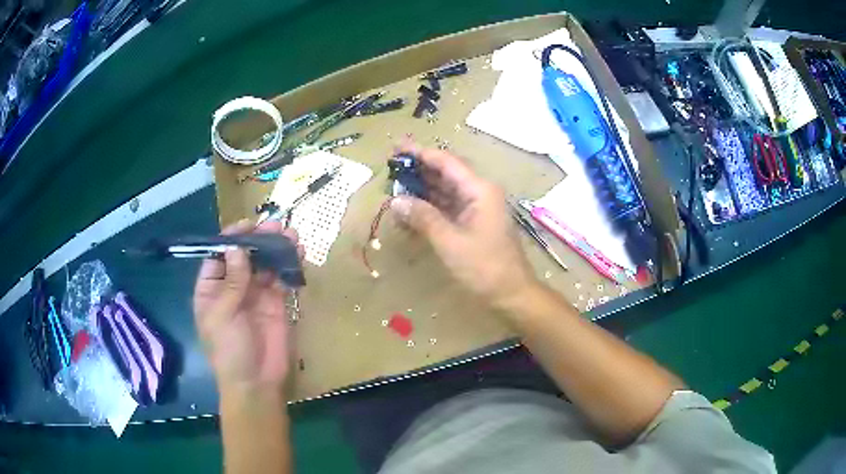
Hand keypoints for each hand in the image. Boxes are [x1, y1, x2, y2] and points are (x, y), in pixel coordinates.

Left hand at [193, 219, 302, 391]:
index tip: (247, 224)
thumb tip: (237, 248)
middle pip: (244, 256)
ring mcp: (256, 295)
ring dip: (276, 249)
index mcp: (211, 289)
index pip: (218, 256)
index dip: (231, 239)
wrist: (256, 383)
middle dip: (257, 240)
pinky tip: (297, 254)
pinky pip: (281, 279)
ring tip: (290, 235)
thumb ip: (232, 281)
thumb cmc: (229, 350)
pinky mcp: (277, 304)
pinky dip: (288, 266)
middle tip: (274, 225)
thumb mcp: (222, 315)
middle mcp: (232, 288)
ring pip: (264, 265)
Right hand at [390, 144, 539, 309]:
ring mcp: (477, 209)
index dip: (421, 153)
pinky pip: (448, 208)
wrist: (511, 294)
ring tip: (395, 186)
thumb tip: (395, 201)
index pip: (446, 162)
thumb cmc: (484, 267)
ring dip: (422, 189)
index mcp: (479, 190)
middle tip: (392, 166)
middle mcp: (479, 193)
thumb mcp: (450, 241)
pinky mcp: (473, 224)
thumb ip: (423, 217)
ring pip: (445, 191)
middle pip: (446, 173)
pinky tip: (410, 210)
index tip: (397, 147)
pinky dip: (430, 208)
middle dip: (419, 170)